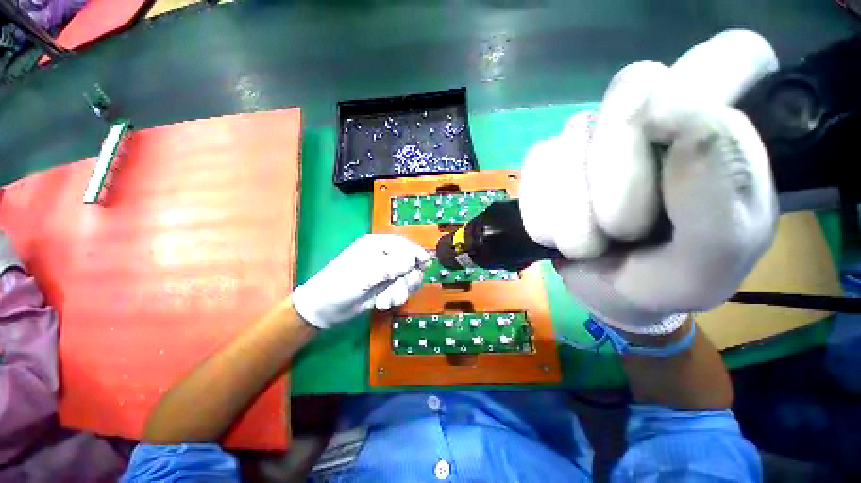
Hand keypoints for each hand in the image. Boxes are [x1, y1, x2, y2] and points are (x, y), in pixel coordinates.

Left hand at [292, 234, 430, 329]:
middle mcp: (384, 257)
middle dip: (407, 278)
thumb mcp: (364, 274)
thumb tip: (413, 260)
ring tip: (386, 301)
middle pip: (409, 262)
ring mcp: (386, 273)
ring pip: (408, 277)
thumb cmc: (339, 285)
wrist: (323, 310)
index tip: (424, 264)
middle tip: (399, 291)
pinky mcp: (386, 287)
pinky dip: (396, 297)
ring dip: (401, 291)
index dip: (415, 253)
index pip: (403, 244)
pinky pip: (402, 289)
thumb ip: (390, 266)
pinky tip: (383, 304)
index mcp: (377, 245)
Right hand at [519, 30, 779, 334]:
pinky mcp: (550, 160)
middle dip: (616, 172)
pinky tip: (561, 236)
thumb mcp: (711, 262)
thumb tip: (689, 119)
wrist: (611, 292)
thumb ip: (724, 198)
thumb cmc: (671, 280)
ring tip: (593, 244)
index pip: (731, 53)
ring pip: (570, 141)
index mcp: (723, 130)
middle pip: (629, 90)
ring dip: (573, 211)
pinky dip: (543, 215)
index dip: (699, 88)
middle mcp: (657, 116)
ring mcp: (594, 136)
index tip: (672, 142)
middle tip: (623, 229)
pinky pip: (534, 170)